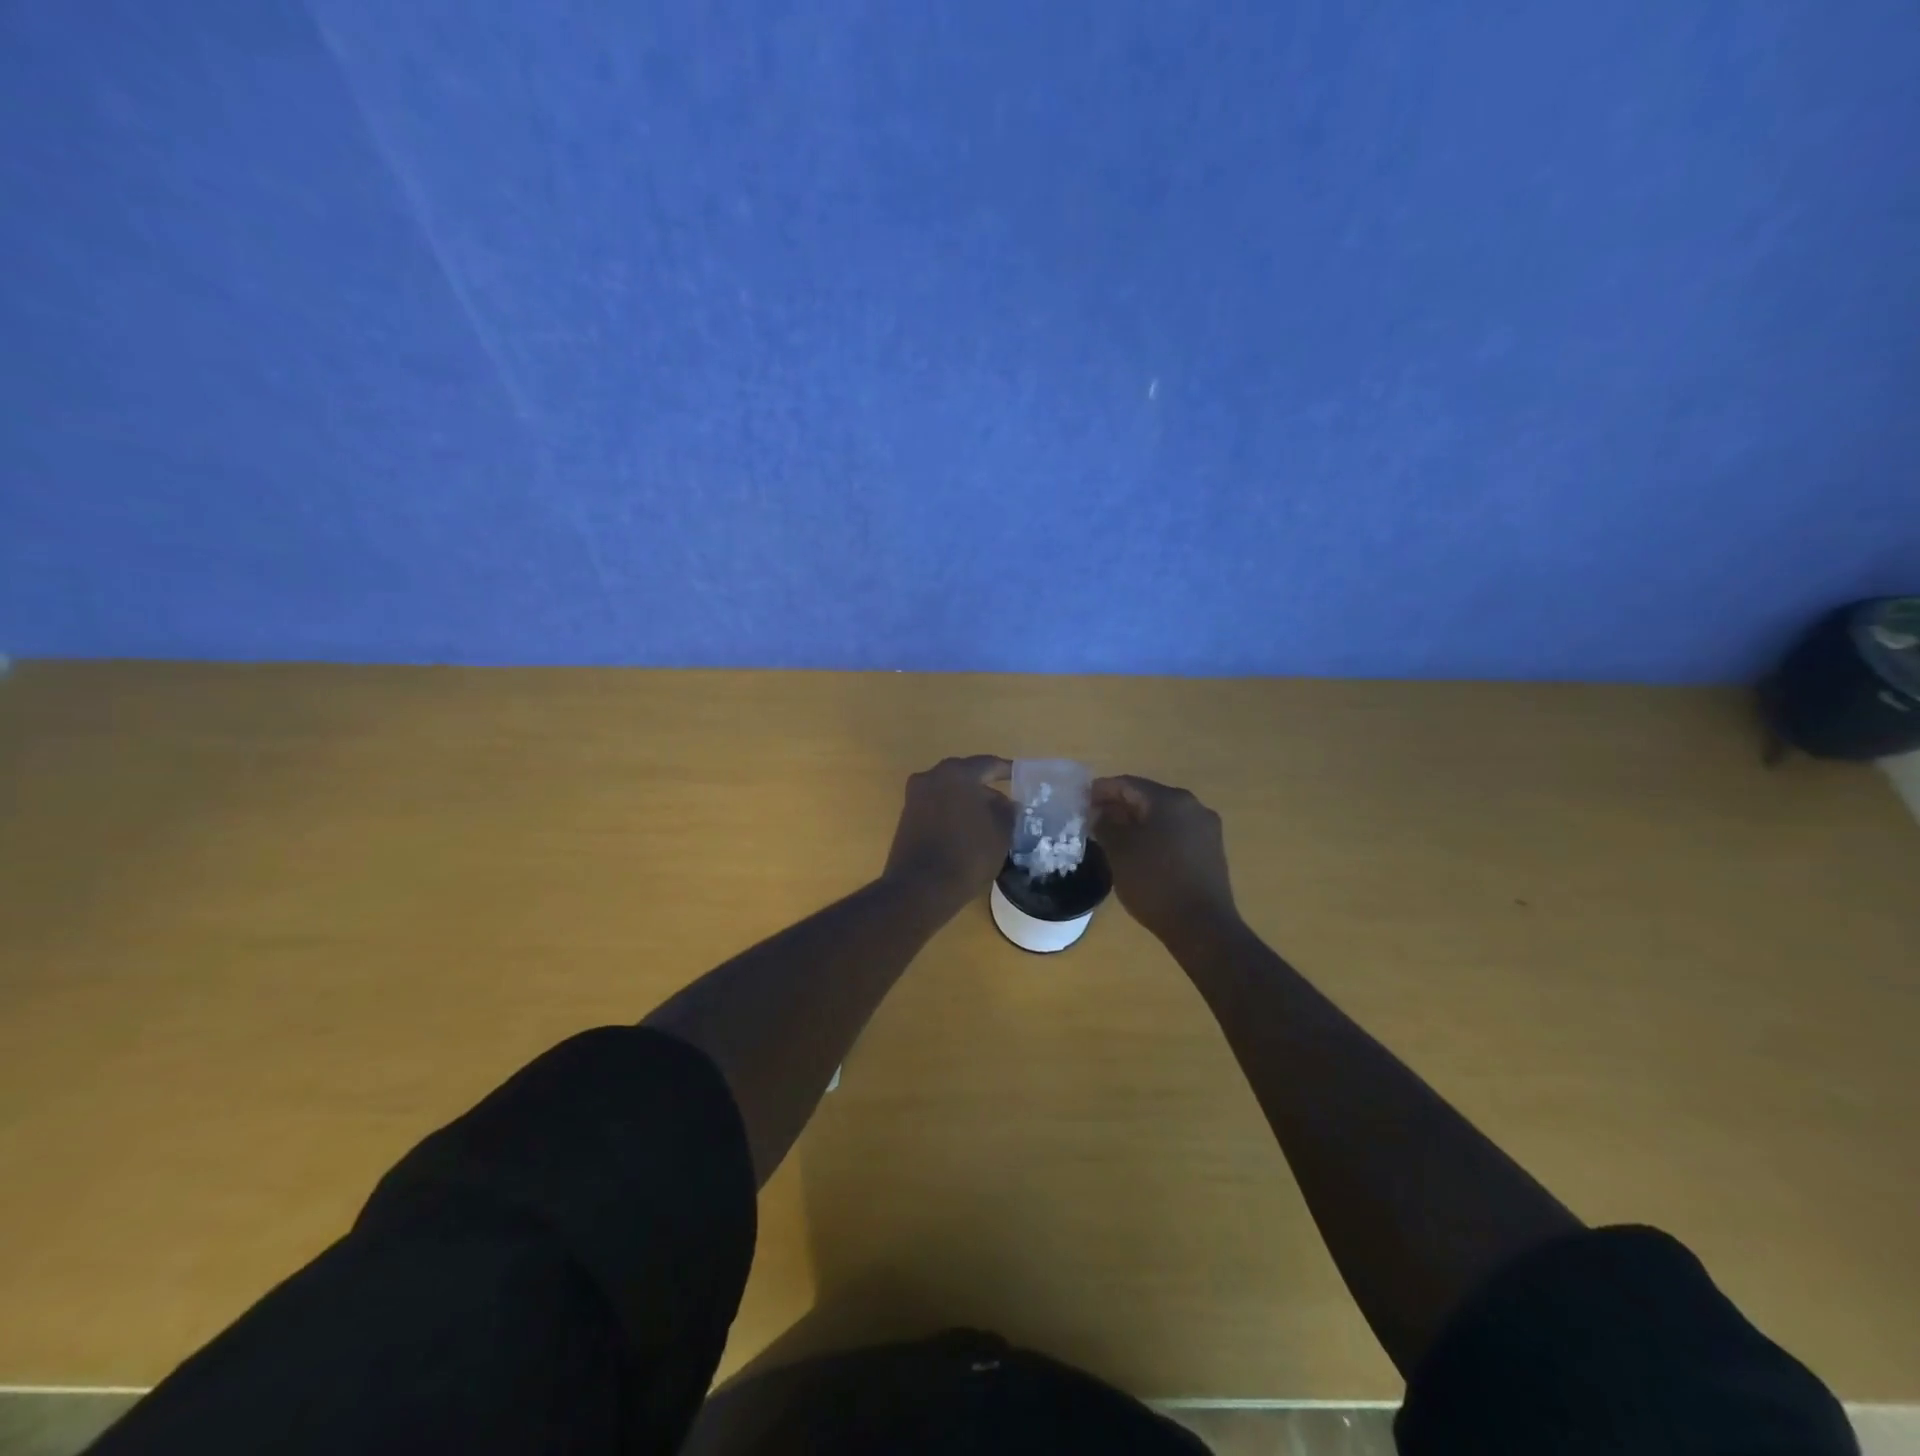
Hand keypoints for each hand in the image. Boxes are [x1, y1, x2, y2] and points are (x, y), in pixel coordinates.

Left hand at [883, 755, 1013, 907]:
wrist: (920, 887)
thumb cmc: (968, 854)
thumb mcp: (1001, 833)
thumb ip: (1007, 811)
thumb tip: (1006, 802)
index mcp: (957, 773)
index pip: (988, 764)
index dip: (1007, 771)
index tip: (1021, 778)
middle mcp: (931, 777)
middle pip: (965, 776)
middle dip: (986, 788)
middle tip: (1006, 804)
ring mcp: (915, 797)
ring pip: (949, 792)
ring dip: (968, 802)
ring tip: (989, 822)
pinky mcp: (906, 818)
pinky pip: (936, 807)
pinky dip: (952, 814)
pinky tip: (966, 832)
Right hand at [1092, 775, 1240, 943]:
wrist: (1202, 926)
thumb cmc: (1154, 882)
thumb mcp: (1119, 851)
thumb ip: (1104, 824)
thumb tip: (1099, 812)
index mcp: (1170, 800)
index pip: (1128, 784)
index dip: (1101, 790)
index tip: (1080, 800)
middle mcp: (1192, 806)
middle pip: (1147, 797)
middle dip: (1118, 806)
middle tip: (1093, 819)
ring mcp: (1206, 829)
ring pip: (1162, 816)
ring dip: (1136, 821)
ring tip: (1112, 836)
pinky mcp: (1211, 851)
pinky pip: (1175, 832)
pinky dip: (1154, 835)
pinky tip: (1139, 851)